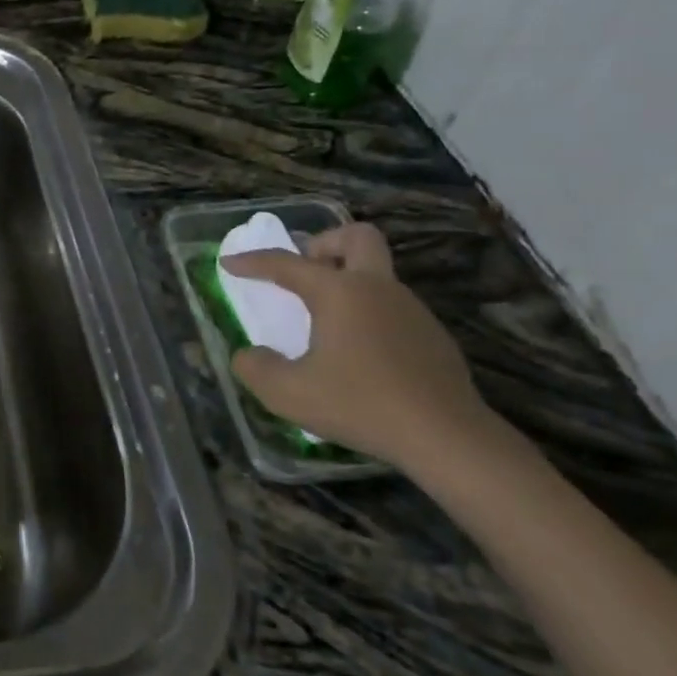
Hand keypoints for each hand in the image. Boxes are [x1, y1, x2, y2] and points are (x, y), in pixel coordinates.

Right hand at [222, 223, 496, 472]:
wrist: (447, 438)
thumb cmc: (361, 405)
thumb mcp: (289, 393)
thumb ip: (256, 368)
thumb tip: (248, 355)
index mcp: (339, 292)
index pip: (286, 264)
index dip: (252, 261)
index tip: (229, 263)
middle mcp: (377, 288)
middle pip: (356, 237)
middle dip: (324, 244)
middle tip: (304, 273)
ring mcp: (411, 310)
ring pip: (376, 273)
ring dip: (347, 282)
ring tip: (323, 322)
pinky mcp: (432, 336)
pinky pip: (391, 306)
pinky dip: (367, 314)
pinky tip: (358, 353)